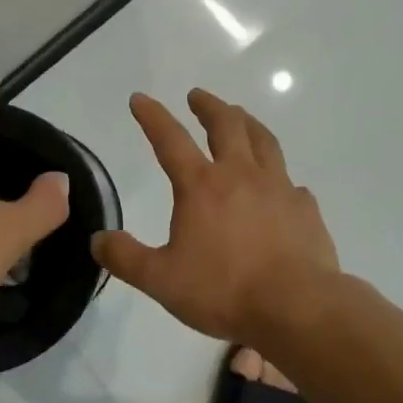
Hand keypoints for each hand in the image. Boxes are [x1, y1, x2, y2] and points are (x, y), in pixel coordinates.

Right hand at [93, 89, 337, 341]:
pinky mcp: (305, 208)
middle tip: (197, 96)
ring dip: (247, 123)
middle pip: (225, 125)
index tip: (141, 98)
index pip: (170, 140)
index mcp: (202, 186)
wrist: (296, 307)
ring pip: (263, 141)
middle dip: (208, 106)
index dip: (152, 116)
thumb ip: (126, 258)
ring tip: (240, 116)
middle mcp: (240, 175)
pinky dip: (279, 176)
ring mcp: (278, 187)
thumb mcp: (161, 280)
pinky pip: (290, 182)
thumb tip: (98, 239)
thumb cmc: (224, 290)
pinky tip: (280, 185)